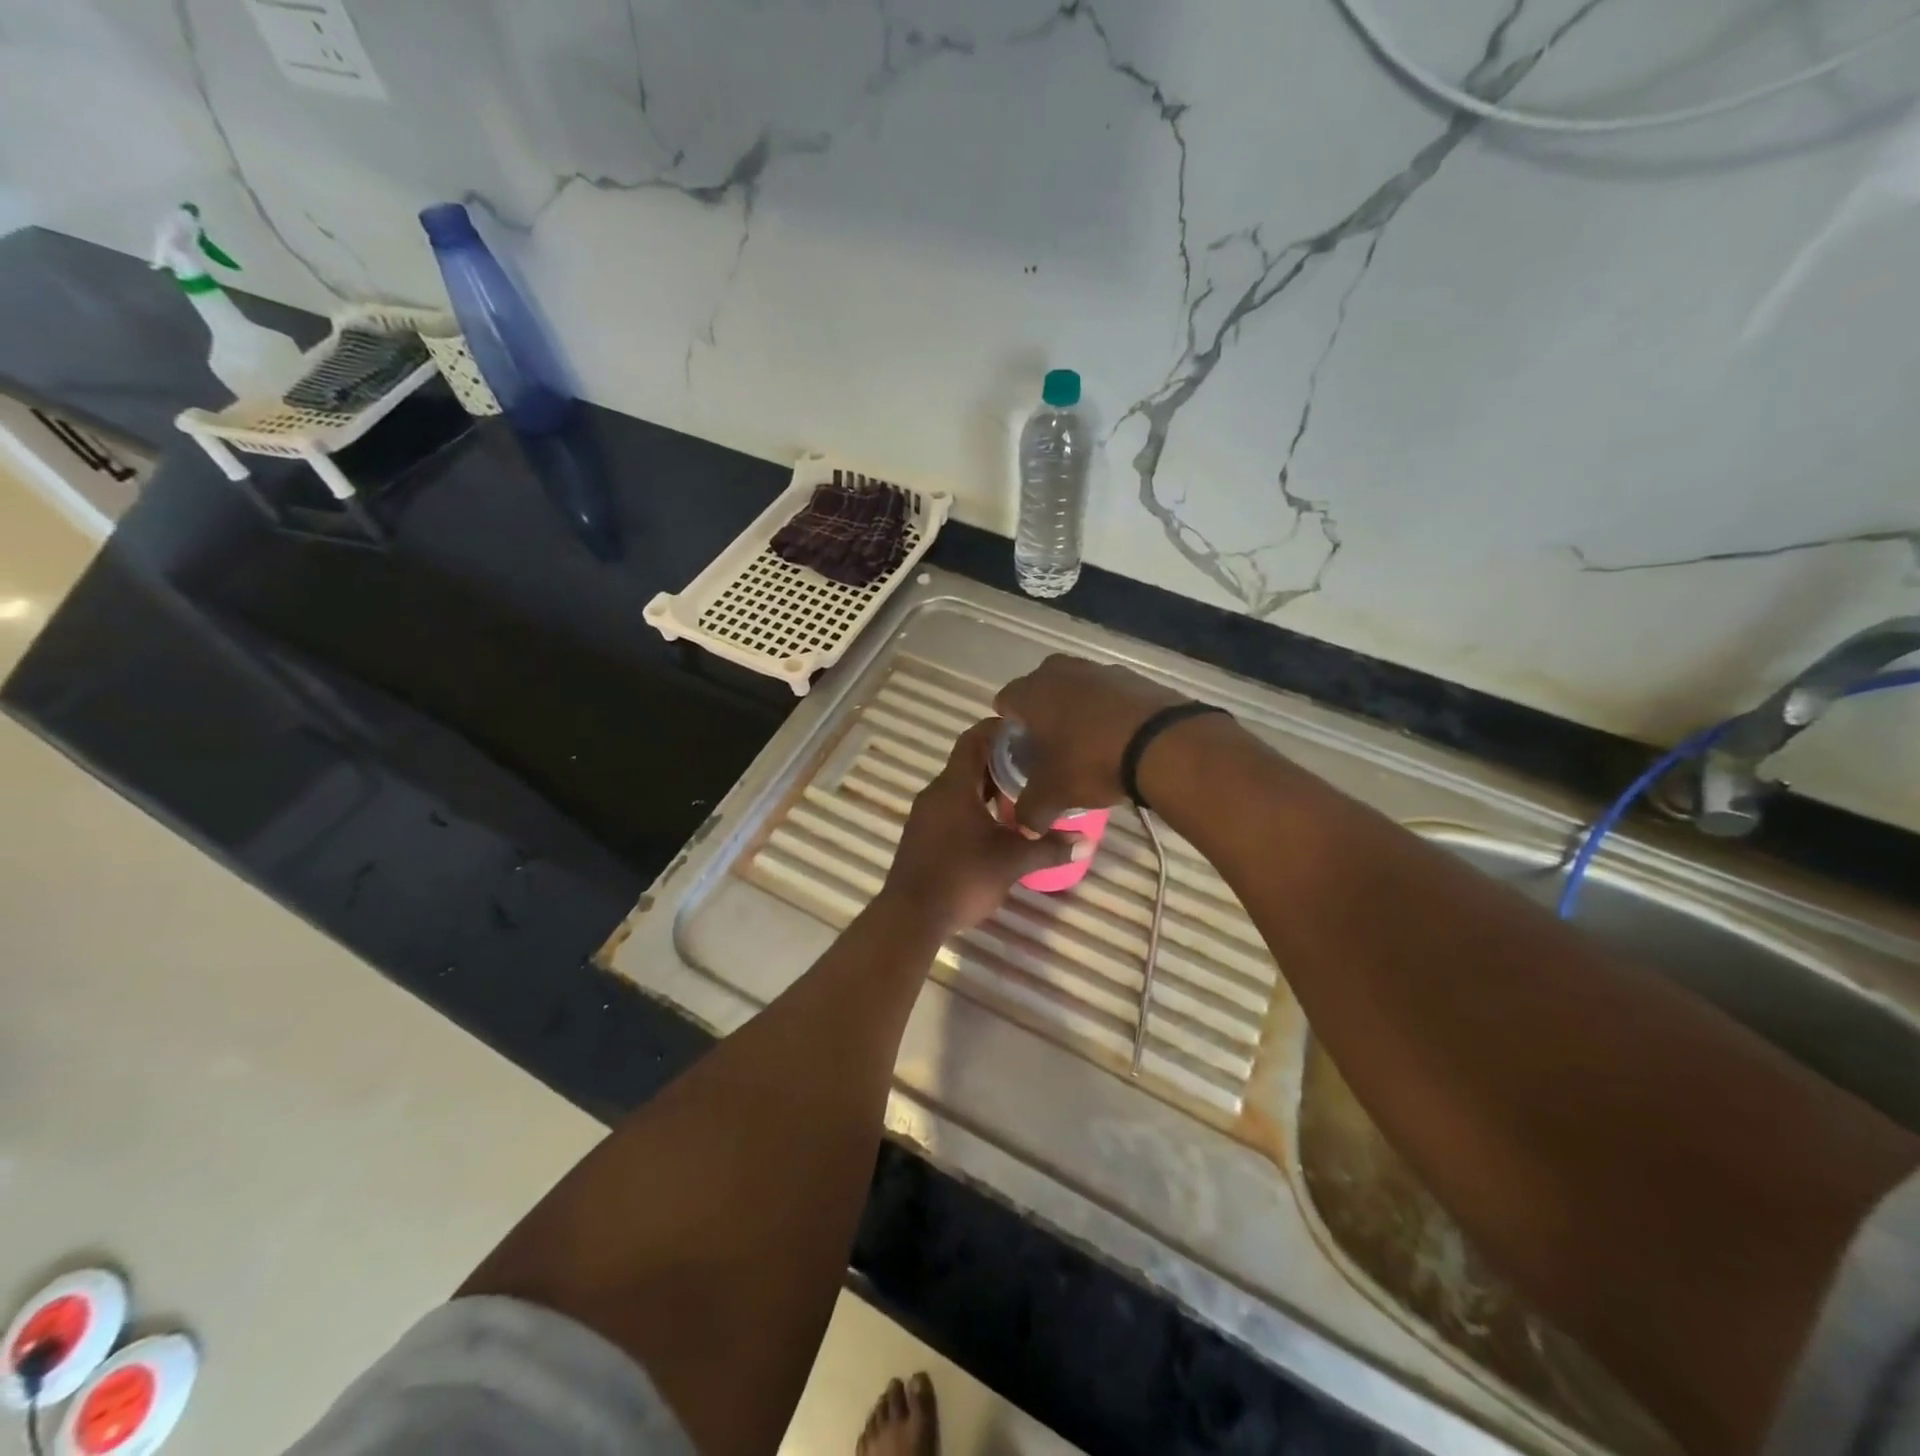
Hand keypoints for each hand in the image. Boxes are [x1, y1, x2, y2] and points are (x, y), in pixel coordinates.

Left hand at [881, 720, 1076, 934]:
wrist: (911, 917)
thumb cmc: (962, 878)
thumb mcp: (1012, 861)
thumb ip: (1049, 847)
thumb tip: (1087, 843)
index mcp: (954, 786)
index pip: (974, 739)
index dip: (1000, 729)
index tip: (1029, 732)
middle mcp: (936, 792)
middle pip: (968, 762)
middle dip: (1001, 761)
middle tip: (1036, 766)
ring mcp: (926, 814)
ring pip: (960, 787)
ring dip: (988, 787)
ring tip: (1023, 795)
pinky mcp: (923, 835)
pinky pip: (952, 807)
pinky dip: (975, 807)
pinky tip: (998, 826)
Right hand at [992, 655, 1185, 831]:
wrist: (1162, 743)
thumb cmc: (1092, 762)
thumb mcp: (1054, 795)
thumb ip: (1030, 811)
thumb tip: (1025, 827)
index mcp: (1031, 693)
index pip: (1005, 702)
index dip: (1009, 727)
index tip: (1021, 751)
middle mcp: (1060, 671)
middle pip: (1040, 690)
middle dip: (1043, 715)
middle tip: (1052, 747)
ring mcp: (1099, 669)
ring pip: (1076, 689)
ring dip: (1076, 710)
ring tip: (1088, 744)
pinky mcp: (1133, 676)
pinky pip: (1109, 693)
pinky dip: (1108, 710)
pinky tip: (1119, 737)